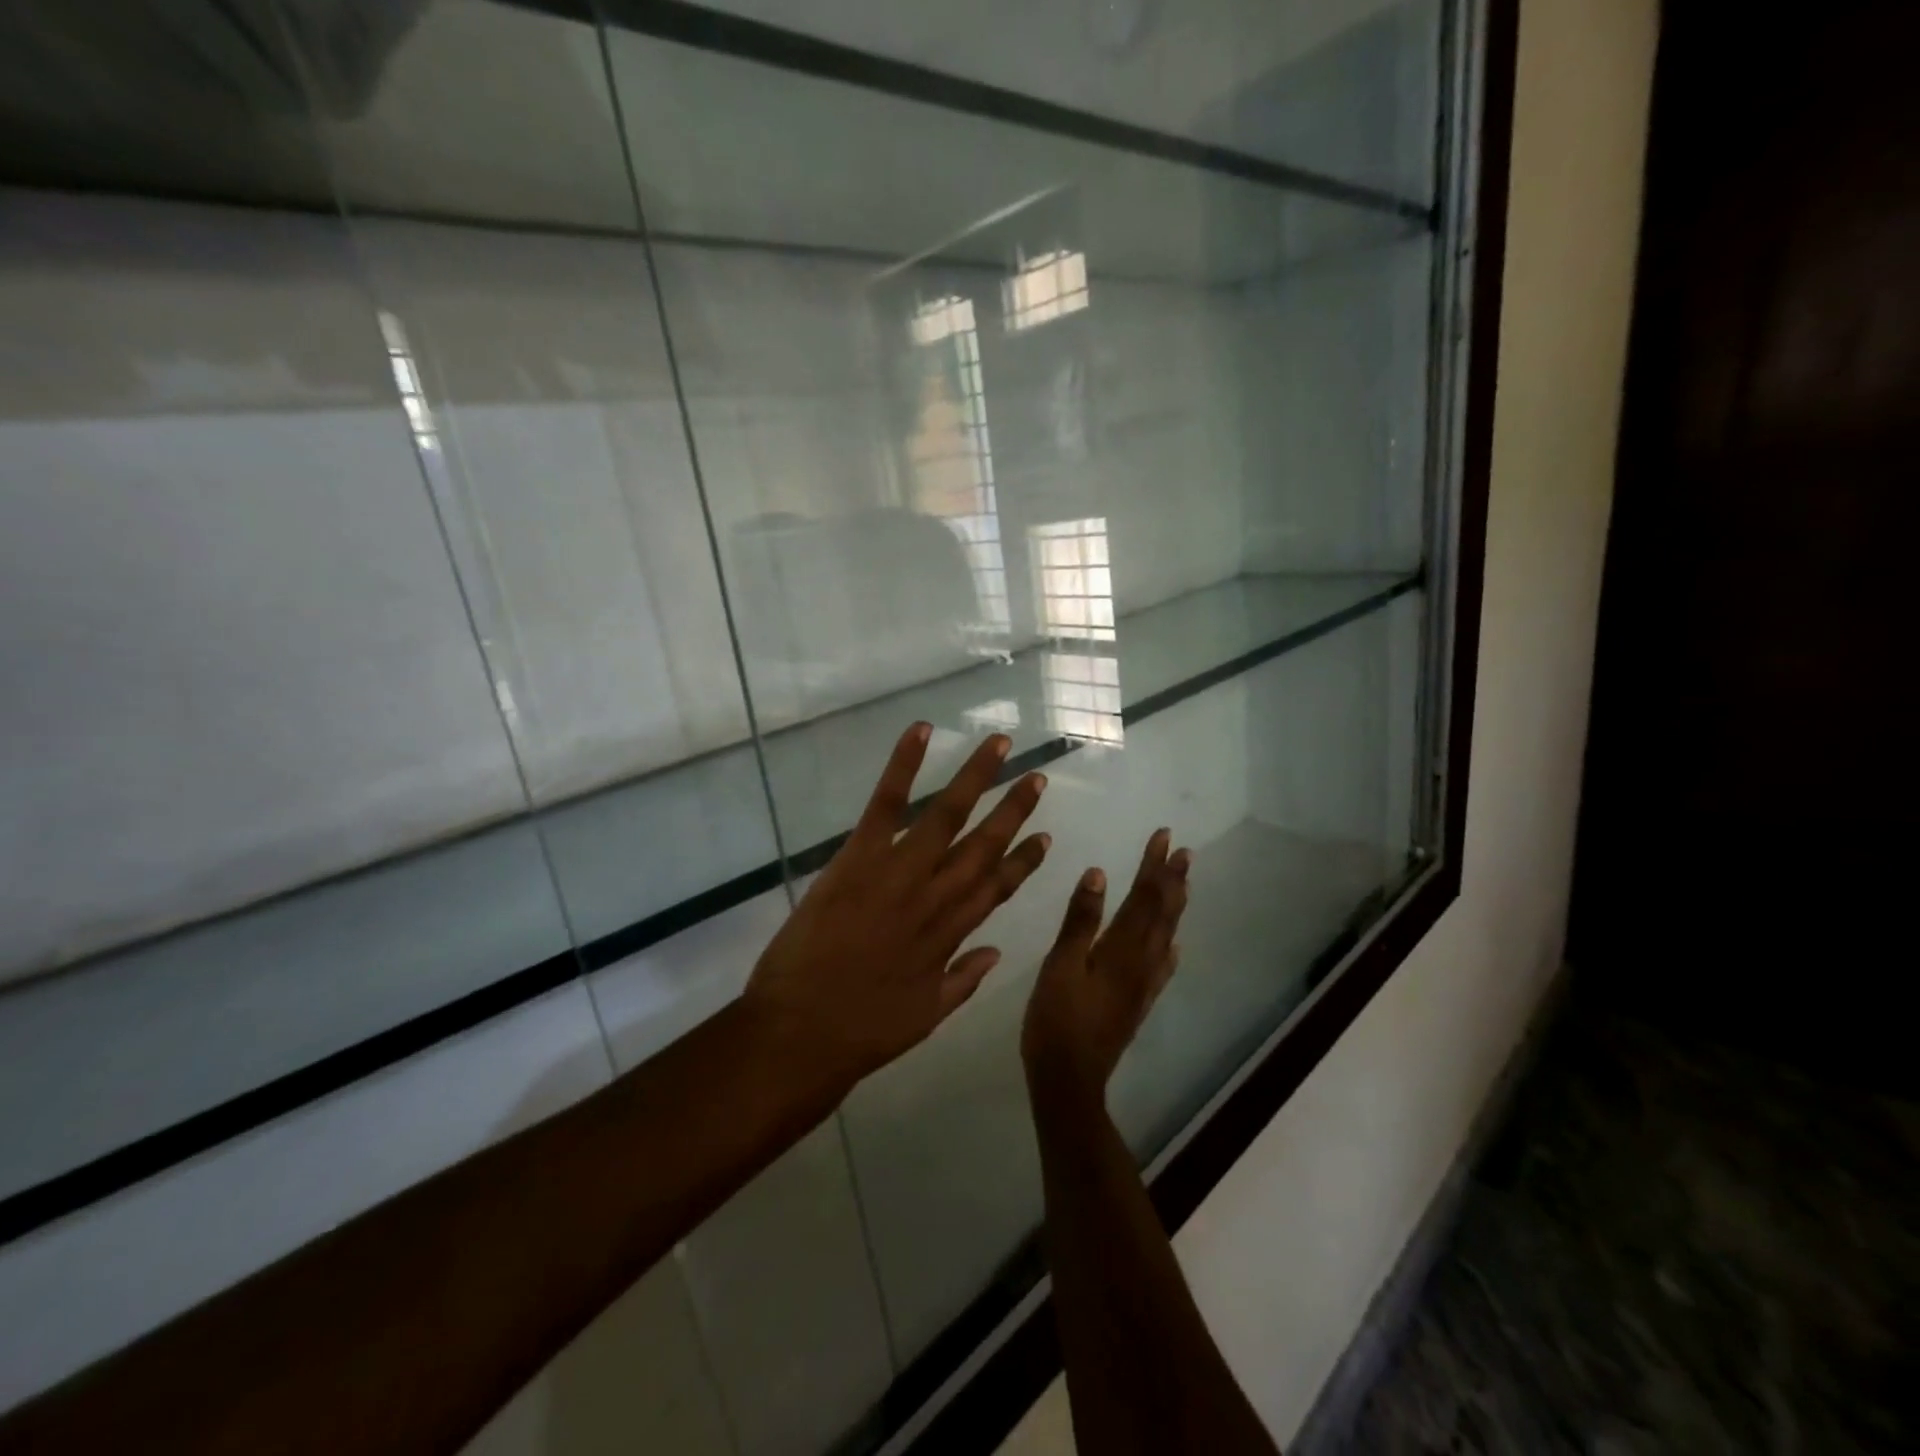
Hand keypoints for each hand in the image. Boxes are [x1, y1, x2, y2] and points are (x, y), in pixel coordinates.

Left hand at [743, 722, 1050, 1097]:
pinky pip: (886, 804)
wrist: (803, 1033)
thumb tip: (996, 952)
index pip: (999, 887)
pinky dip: (904, 765)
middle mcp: (936, 895)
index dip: (1024, 861)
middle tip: (1037, 776)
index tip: (1045, 837)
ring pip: (947, 815)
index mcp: (951, 933)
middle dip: (1013, 809)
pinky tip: (922, 731)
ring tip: (999, 743)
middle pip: (984, 844)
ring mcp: (899, 872)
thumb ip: (963, 980)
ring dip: (976, 776)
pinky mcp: (859, 858)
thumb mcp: (926, 1016)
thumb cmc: (862, 1030)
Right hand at [1022, 829, 1192, 1104]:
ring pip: (1166, 936)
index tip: (1164, 836)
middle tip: (1185, 852)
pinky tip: (1173, 945)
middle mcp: (1141, 963)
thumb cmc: (1056, 1018)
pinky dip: (1170, 947)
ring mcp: (1143, 985)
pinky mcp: (1138, 1002)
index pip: (1143, 898)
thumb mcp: (1060, 965)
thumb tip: (1098, 873)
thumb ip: (1080, 921)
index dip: (1153, 866)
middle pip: (1162, 914)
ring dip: (1175, 906)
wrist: (1069, 1079)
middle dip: (1172, 880)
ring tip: (1184, 883)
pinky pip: (1162, 966)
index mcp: (1122, 950)